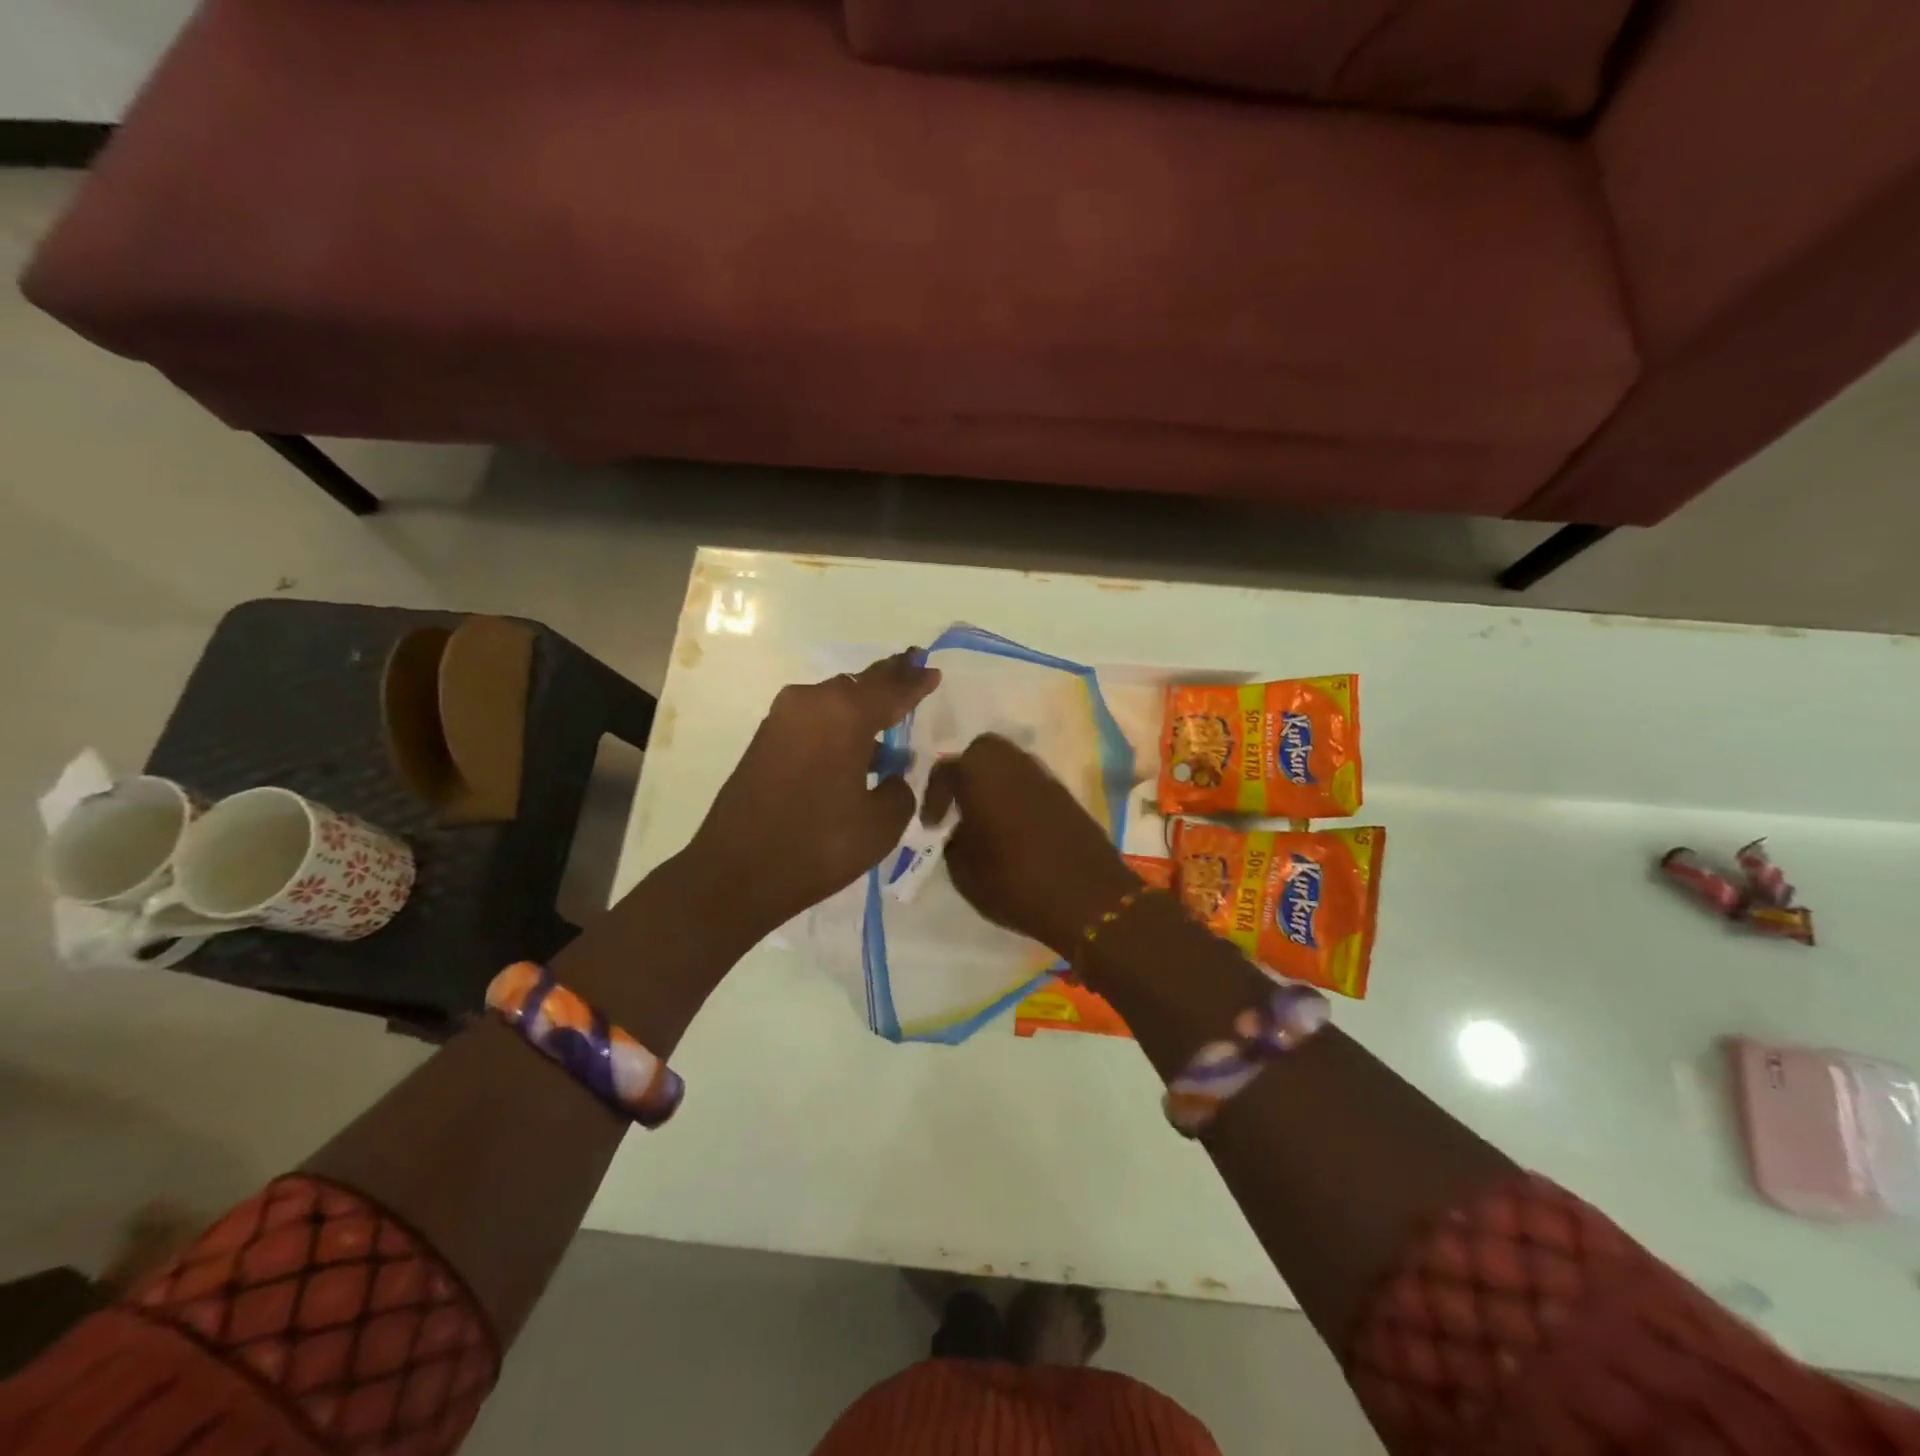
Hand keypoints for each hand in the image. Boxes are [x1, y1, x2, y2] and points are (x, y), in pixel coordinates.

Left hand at [686, 651, 940, 941]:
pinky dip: (836, 726)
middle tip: (911, 671)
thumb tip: (893, 777)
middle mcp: (811, 703)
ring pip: (832, 702)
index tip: (933, 671)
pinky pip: (813, 720)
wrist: (736, 872)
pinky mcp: (764, 740)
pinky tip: (853, 750)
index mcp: (845, 714)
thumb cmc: (818, 845)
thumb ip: (900, 792)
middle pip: (858, 684)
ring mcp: (782, 719)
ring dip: (860, 709)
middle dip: (887, 680)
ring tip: (887, 721)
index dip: (915, 682)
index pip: (891, 689)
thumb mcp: (880, 825)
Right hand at [924, 733, 1140, 956]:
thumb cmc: (1015, 883)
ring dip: (994, 784)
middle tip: (959, 806)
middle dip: (967, 773)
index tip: (931, 825)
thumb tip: (959, 830)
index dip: (933, 797)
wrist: (1088, 898)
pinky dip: (1018, 797)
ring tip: (985, 819)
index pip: (946, 770)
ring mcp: (1044, 778)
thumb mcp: (965, 873)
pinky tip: (1014, 829)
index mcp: (980, 775)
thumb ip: (954, 843)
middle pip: (983, 751)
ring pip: (1011, 764)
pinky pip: (1032, 785)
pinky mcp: (1067, 796)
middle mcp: (1013, 765)